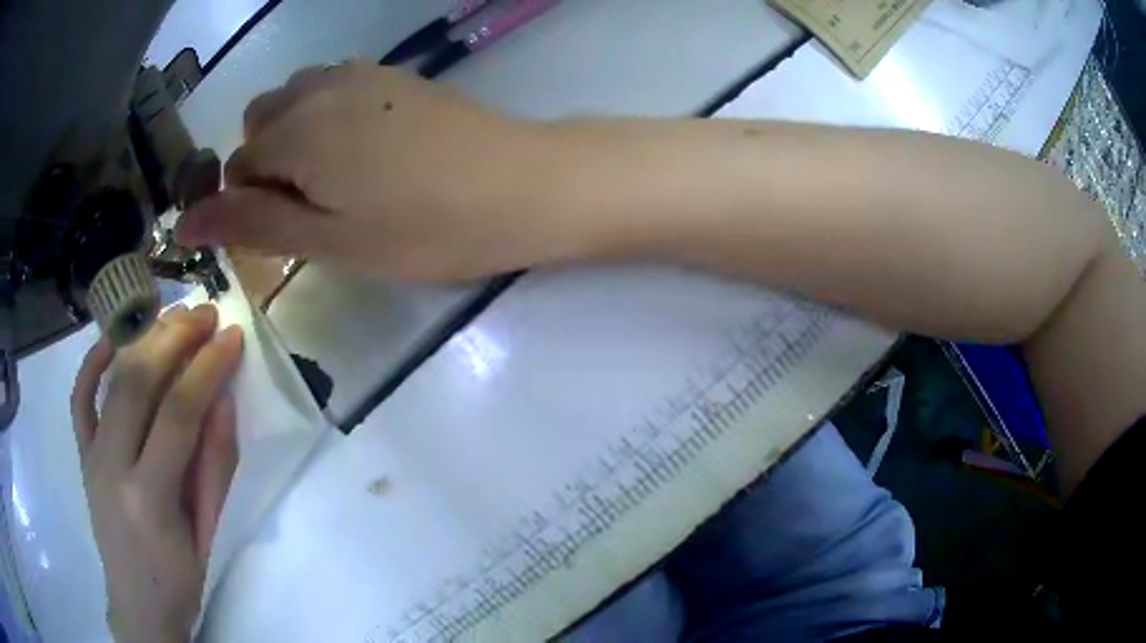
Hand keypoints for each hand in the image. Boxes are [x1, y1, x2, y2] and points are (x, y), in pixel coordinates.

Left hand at [71, 304, 242, 641]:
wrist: (137, 605)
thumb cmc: (180, 579)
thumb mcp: (209, 532)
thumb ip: (215, 466)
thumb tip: (222, 399)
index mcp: (150, 499)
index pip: (178, 415)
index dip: (207, 369)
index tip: (232, 338)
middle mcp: (112, 467)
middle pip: (138, 383)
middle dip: (174, 339)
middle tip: (205, 314)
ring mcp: (91, 456)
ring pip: (111, 380)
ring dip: (143, 339)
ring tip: (173, 315)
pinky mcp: (82, 454)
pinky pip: (80, 398)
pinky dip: (92, 362)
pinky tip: (111, 339)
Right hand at [177, 61, 572, 280]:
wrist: (520, 184)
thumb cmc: (422, 227)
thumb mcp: (327, 239)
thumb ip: (251, 223)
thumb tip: (185, 223)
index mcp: (296, 130)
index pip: (238, 163)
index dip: (250, 201)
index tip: (287, 231)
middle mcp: (321, 87)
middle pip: (260, 120)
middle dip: (266, 162)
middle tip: (311, 207)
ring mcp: (362, 73)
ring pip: (296, 99)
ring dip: (295, 137)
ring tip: (338, 181)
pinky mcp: (394, 76)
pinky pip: (335, 89)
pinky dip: (327, 118)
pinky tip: (367, 152)